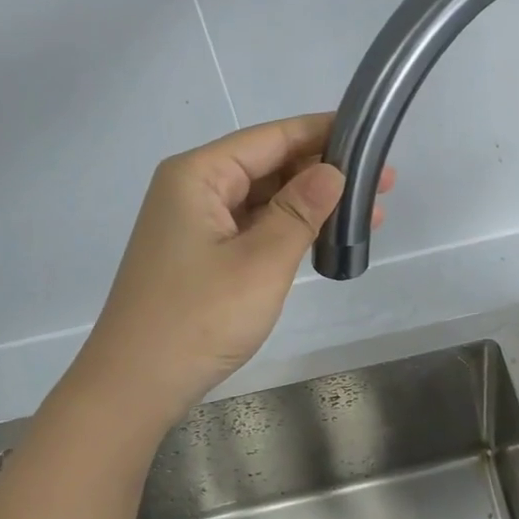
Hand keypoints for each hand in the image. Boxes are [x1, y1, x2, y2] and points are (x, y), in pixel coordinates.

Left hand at [71, 113, 392, 431]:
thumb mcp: (261, 261)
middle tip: (383, 182)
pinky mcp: (202, 254)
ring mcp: (196, 223)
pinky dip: (290, 228)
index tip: (371, 134)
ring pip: (265, 197)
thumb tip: (334, 170)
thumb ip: (301, 210)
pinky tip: (327, 235)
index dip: (323, 132)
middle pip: (269, 164)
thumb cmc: (198, 318)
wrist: (135, 386)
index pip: (271, 137)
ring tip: (369, 210)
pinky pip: (254, 226)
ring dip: (312, 203)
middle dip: (324, 171)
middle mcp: (194, 188)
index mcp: (199, 175)